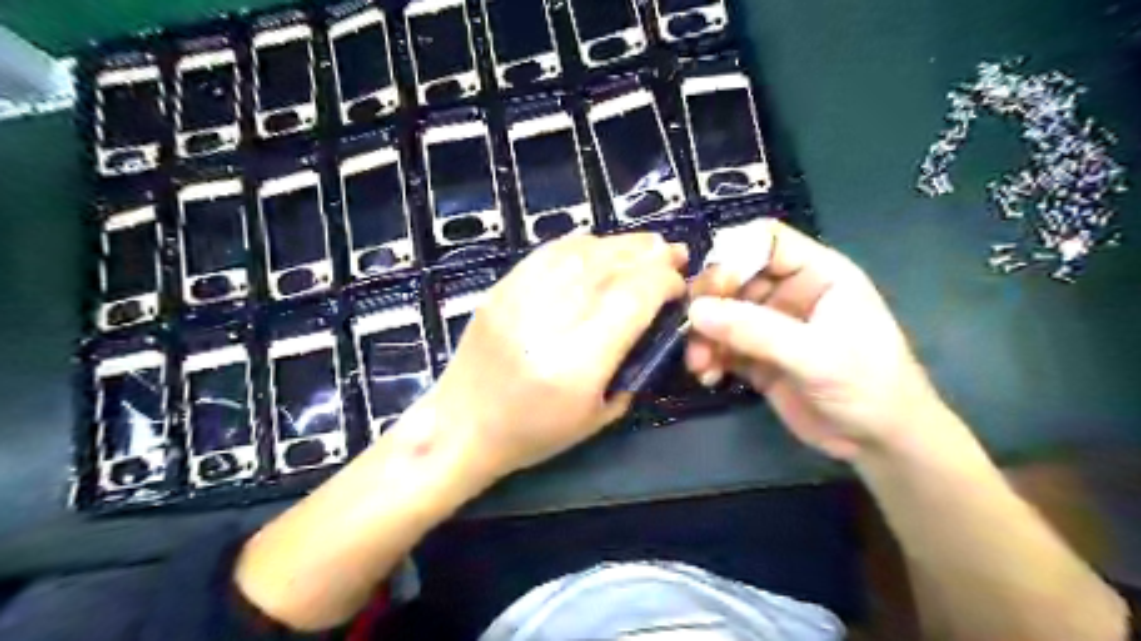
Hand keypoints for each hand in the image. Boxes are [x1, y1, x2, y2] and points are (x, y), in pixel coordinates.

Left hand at [429, 234, 684, 476]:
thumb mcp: (598, 416)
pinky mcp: (500, 289)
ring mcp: (518, 299)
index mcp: (576, 364)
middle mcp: (548, 323)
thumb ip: (632, 366)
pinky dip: (583, 244)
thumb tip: (654, 320)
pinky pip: (548, 253)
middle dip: (650, 256)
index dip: (662, 283)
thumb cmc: (532, 434)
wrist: (460, 426)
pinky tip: (601, 246)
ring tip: (647, 245)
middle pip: (609, 270)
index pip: (631, 301)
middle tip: (674, 252)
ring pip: (580, 253)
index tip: (679, 285)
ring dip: (621, 245)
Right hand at [687, 220, 945, 459]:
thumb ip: (756, 330)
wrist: (879, 443)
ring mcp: (770, 325)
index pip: (766, 241)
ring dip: (703, 335)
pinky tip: (708, 376)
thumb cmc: (868, 386)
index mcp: (816, 274)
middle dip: (710, 301)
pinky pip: (721, 345)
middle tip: (693, 327)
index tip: (713, 286)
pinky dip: (708, 357)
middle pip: (734, 276)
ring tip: (700, 362)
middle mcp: (789, 292)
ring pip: (721, 313)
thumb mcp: (816, 355)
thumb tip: (696, 311)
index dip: (734, 254)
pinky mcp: (756, 356)